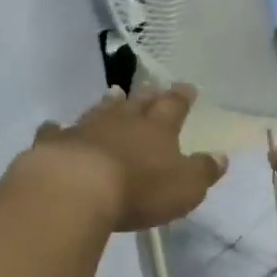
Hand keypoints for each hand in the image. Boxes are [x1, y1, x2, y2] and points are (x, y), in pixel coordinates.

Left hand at [26, 85, 227, 233]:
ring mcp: (86, 129)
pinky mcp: (55, 144)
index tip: (187, 87)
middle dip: (148, 96)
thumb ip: (203, 171)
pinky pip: (57, 132)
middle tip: (153, 88)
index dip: (181, 97)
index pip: (174, 107)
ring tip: (113, 94)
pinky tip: (54, 127)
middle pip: (138, 104)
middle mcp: (122, 122)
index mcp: (157, 130)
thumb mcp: (185, 187)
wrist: (77, 189)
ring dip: (109, 103)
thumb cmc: (140, 190)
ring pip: (100, 110)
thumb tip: (221, 156)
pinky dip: (58, 129)